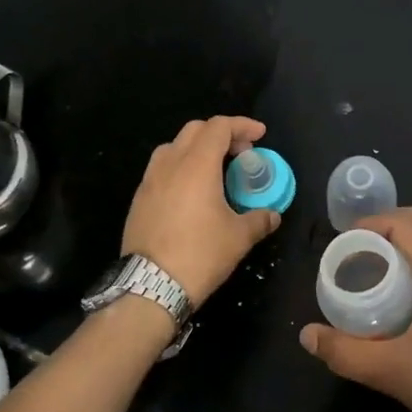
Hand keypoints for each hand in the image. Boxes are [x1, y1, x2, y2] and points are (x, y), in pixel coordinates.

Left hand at [120, 117, 281, 304]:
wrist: (150, 285)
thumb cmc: (200, 254)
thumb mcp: (239, 238)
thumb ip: (259, 219)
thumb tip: (272, 215)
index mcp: (197, 165)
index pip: (219, 127)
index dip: (242, 125)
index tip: (260, 134)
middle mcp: (170, 163)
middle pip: (195, 130)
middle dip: (221, 134)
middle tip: (241, 153)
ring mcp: (149, 180)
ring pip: (174, 146)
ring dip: (197, 148)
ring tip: (215, 169)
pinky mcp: (139, 198)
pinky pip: (161, 169)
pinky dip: (181, 167)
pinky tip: (191, 192)